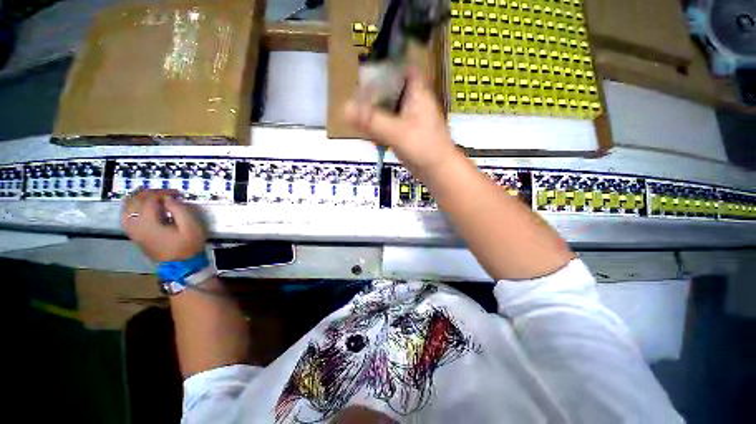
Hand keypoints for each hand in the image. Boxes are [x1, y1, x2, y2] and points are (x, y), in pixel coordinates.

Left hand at [121, 189, 206, 261]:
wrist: (183, 270)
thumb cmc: (187, 247)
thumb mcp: (190, 225)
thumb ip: (178, 207)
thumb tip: (167, 199)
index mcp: (151, 223)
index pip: (151, 199)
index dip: (162, 192)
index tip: (175, 193)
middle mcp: (140, 227)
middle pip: (136, 201)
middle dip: (149, 193)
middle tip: (161, 194)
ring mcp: (137, 234)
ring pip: (126, 211)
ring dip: (134, 200)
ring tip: (144, 196)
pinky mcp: (138, 239)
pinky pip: (126, 222)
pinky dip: (128, 212)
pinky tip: (136, 209)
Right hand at [344, 67, 457, 175]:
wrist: (440, 172)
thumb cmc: (425, 147)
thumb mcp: (397, 132)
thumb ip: (371, 120)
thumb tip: (344, 108)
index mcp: (418, 93)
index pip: (406, 69)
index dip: (390, 64)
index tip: (370, 66)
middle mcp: (414, 100)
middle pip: (393, 85)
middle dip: (375, 87)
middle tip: (356, 91)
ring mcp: (411, 115)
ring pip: (389, 102)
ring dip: (375, 105)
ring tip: (356, 108)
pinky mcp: (406, 128)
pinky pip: (389, 118)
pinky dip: (378, 120)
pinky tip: (366, 125)